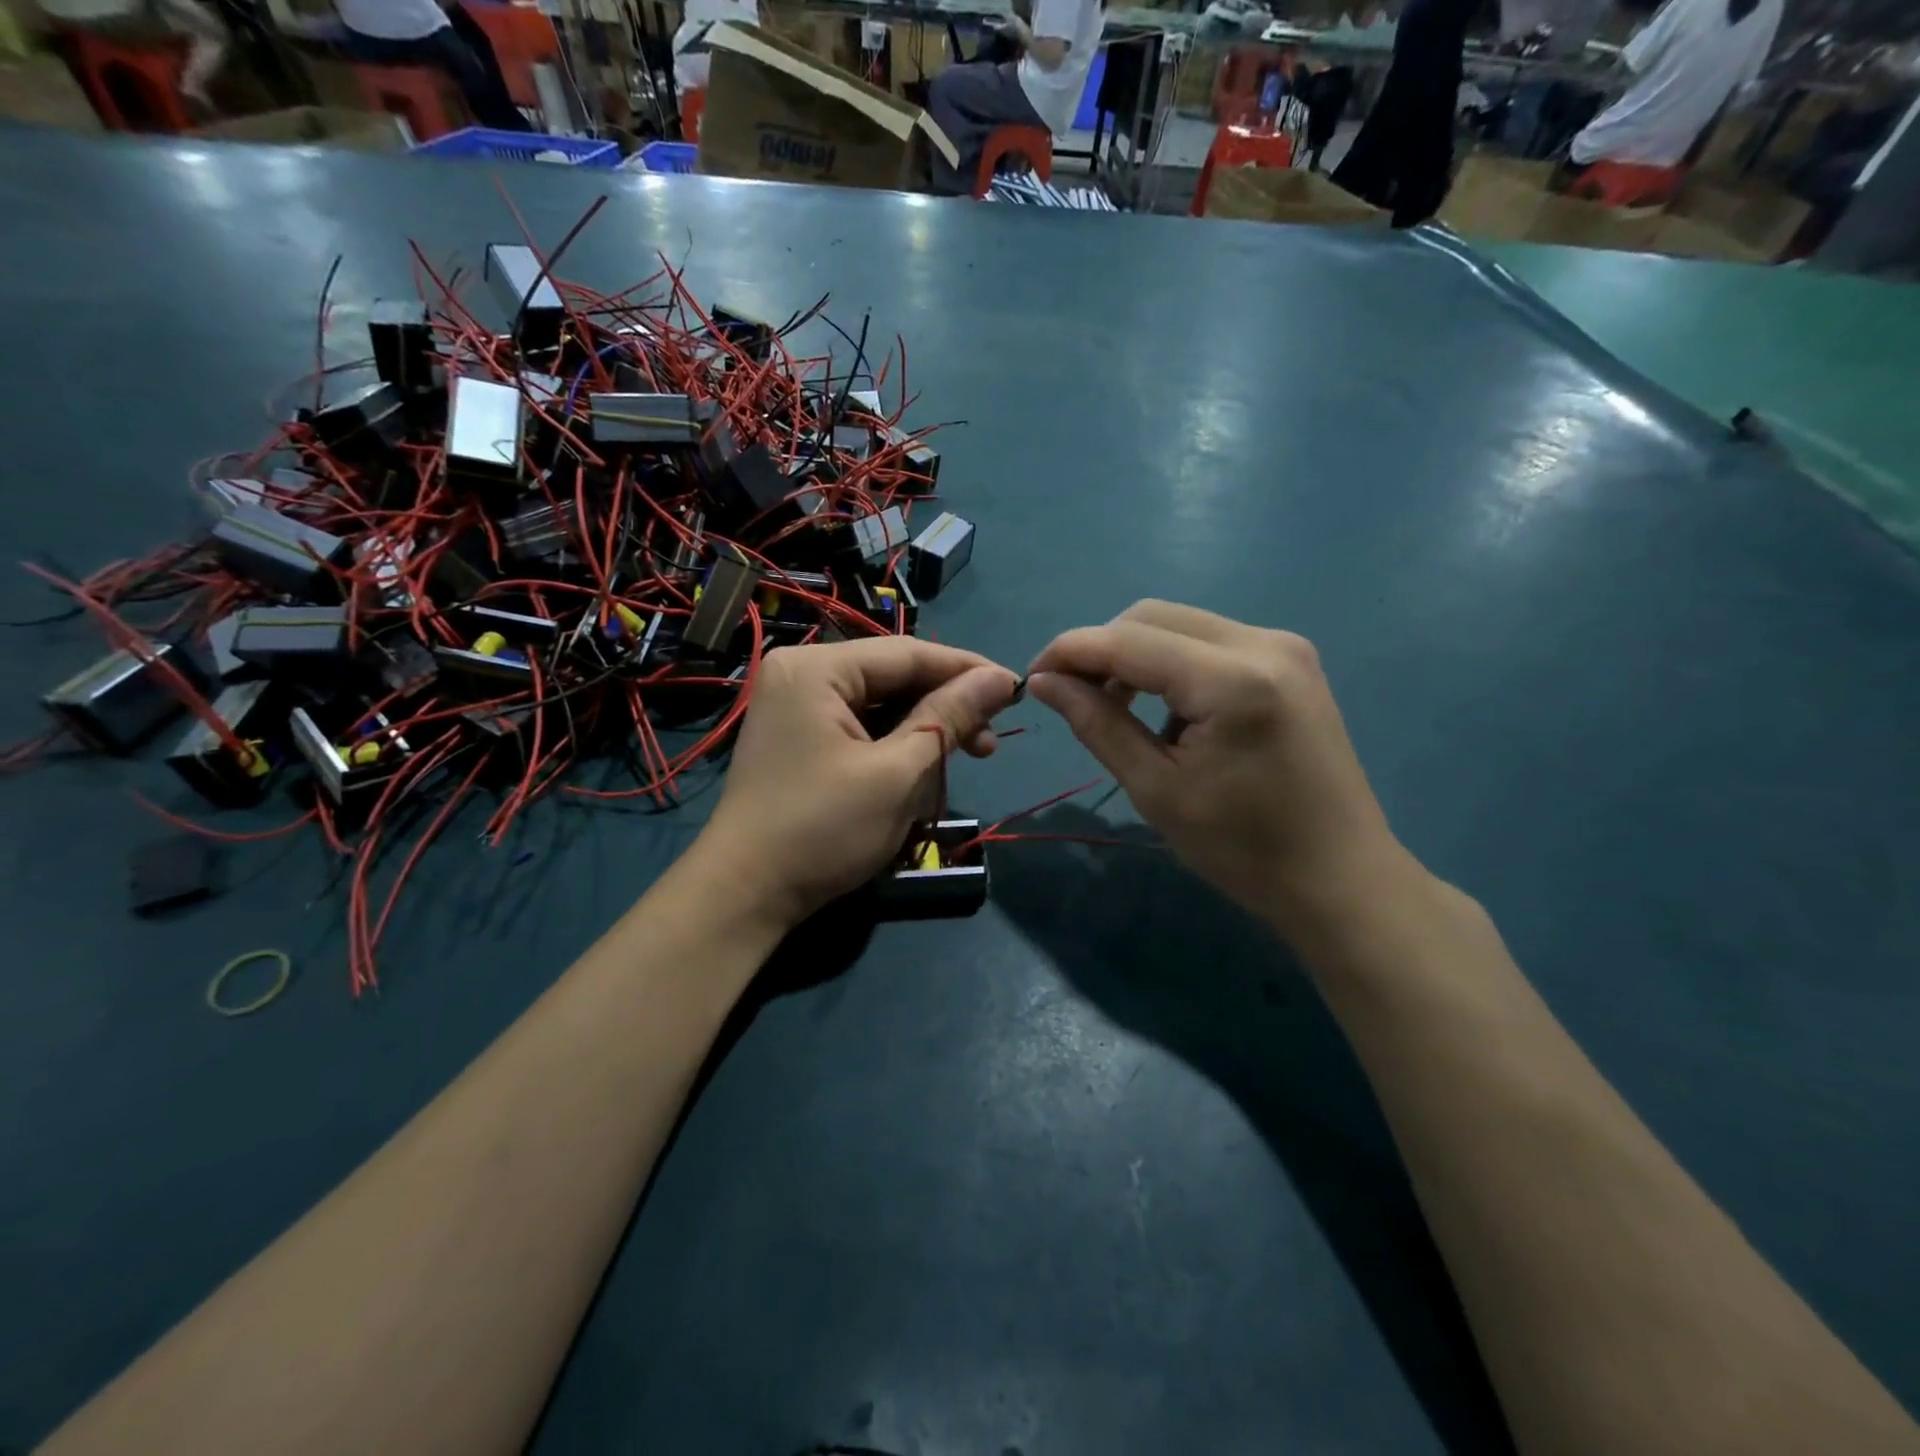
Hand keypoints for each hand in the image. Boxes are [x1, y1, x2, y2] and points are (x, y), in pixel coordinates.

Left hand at [700, 637, 1019, 928]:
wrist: (745, 895)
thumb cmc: (823, 830)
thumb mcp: (897, 773)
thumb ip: (949, 718)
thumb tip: (1000, 678)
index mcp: (816, 668)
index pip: (908, 654)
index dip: (967, 670)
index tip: (1016, 690)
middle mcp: (802, 675)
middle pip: (894, 678)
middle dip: (944, 711)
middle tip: (989, 745)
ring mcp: (796, 707)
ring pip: (881, 707)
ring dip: (922, 736)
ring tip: (959, 765)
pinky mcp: (799, 738)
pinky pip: (860, 729)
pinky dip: (894, 750)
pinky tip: (919, 776)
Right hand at [1026, 601, 1410, 935]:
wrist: (1340, 878)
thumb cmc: (1243, 850)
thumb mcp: (1156, 790)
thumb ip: (1097, 723)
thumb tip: (1043, 681)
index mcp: (1231, 680)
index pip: (1127, 639)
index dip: (1069, 652)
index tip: (1031, 679)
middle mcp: (1263, 643)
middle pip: (1152, 617)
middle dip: (1101, 650)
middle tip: (1072, 698)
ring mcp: (1284, 646)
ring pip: (1180, 625)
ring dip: (1135, 656)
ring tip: (1117, 709)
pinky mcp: (1291, 661)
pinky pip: (1210, 642)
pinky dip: (1172, 664)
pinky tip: (1169, 712)